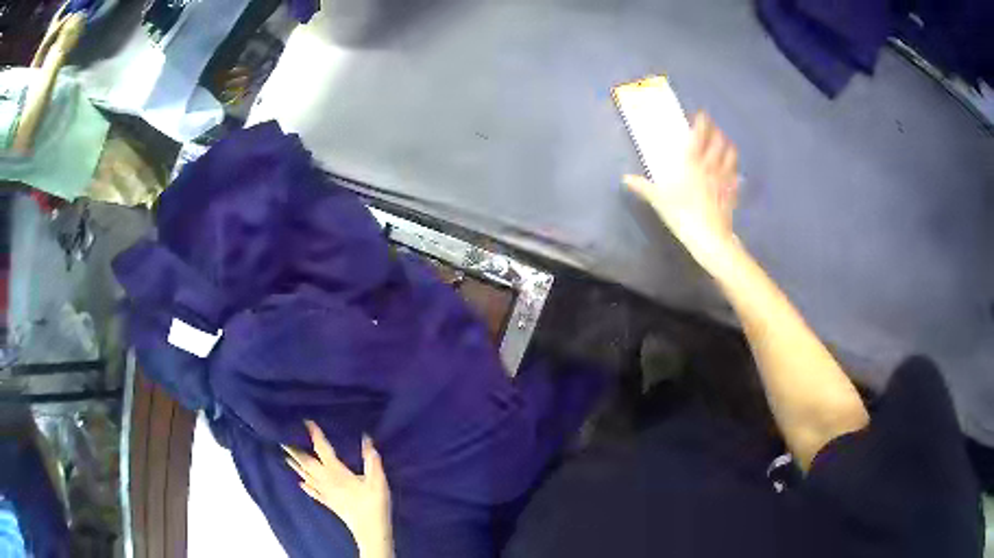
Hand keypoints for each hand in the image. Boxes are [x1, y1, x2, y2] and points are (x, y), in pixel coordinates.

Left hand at [284, 421, 392, 557]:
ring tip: (286, 456)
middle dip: (295, 450)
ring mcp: (325, 493)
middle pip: (307, 463)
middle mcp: (326, 480)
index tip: (306, 422)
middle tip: (283, 439)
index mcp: (337, 472)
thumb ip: (372, 460)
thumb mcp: (378, 481)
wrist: (369, 530)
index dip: (315, 435)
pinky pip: (312, 492)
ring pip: (306, 476)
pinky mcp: (328, 503)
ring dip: (296, 465)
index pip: (323, 449)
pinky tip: (300, 483)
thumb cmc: (374, 504)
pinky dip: (305, 486)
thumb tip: (366, 439)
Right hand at [625, 111, 740, 275]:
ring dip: (728, 146)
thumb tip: (625, 178)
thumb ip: (644, 187)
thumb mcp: (659, 200)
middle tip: (713, 128)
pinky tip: (734, 172)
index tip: (702, 115)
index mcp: (692, 163)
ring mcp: (724, 179)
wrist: (709, 237)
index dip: (702, 122)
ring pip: (731, 155)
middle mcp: (710, 165)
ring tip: (725, 143)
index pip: (699, 135)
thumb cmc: (682, 214)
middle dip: (716, 131)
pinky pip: (736, 176)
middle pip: (718, 141)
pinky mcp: (732, 192)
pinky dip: (735, 170)